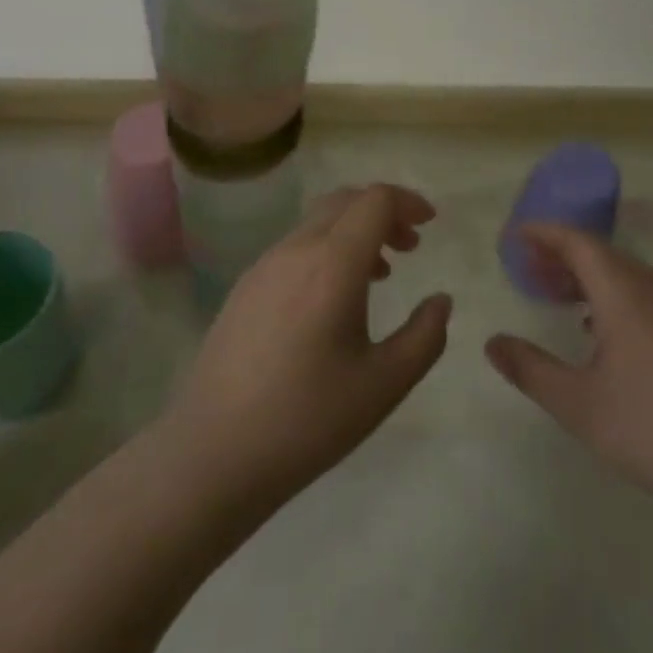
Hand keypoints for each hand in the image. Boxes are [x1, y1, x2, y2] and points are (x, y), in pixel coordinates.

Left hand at [164, 184, 452, 505]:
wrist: (212, 453)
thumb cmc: (307, 419)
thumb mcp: (384, 384)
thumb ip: (424, 337)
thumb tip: (441, 301)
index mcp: (333, 263)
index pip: (375, 200)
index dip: (407, 202)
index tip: (429, 225)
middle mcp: (296, 249)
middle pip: (345, 200)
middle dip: (384, 212)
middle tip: (410, 246)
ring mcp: (264, 265)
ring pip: (318, 222)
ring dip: (354, 231)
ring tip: (379, 275)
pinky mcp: (245, 286)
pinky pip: (295, 246)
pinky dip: (327, 249)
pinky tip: (332, 300)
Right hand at [485, 223, 652, 528]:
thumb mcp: (579, 405)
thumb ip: (531, 369)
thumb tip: (492, 342)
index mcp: (623, 291)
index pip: (578, 241)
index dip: (545, 232)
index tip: (515, 235)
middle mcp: (652, 288)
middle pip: (601, 253)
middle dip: (561, 254)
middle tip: (527, 267)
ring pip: (624, 274)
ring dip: (587, 276)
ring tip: (556, 294)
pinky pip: (641, 295)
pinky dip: (610, 296)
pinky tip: (598, 329)